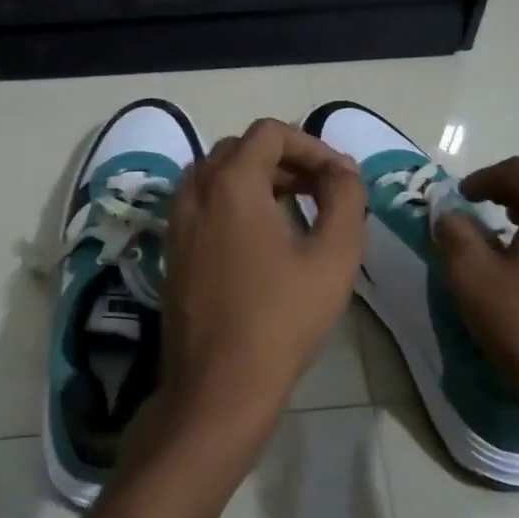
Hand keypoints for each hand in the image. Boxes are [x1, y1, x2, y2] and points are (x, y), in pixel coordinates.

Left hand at [146, 119, 365, 464]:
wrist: (219, 384)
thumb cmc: (282, 318)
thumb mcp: (334, 256)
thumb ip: (346, 199)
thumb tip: (342, 170)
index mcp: (231, 183)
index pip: (270, 133)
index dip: (311, 145)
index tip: (339, 178)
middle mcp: (196, 192)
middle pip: (241, 149)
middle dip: (285, 159)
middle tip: (320, 190)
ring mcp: (177, 222)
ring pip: (217, 175)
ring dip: (257, 178)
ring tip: (294, 209)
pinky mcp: (172, 250)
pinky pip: (202, 203)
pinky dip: (233, 201)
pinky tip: (261, 238)